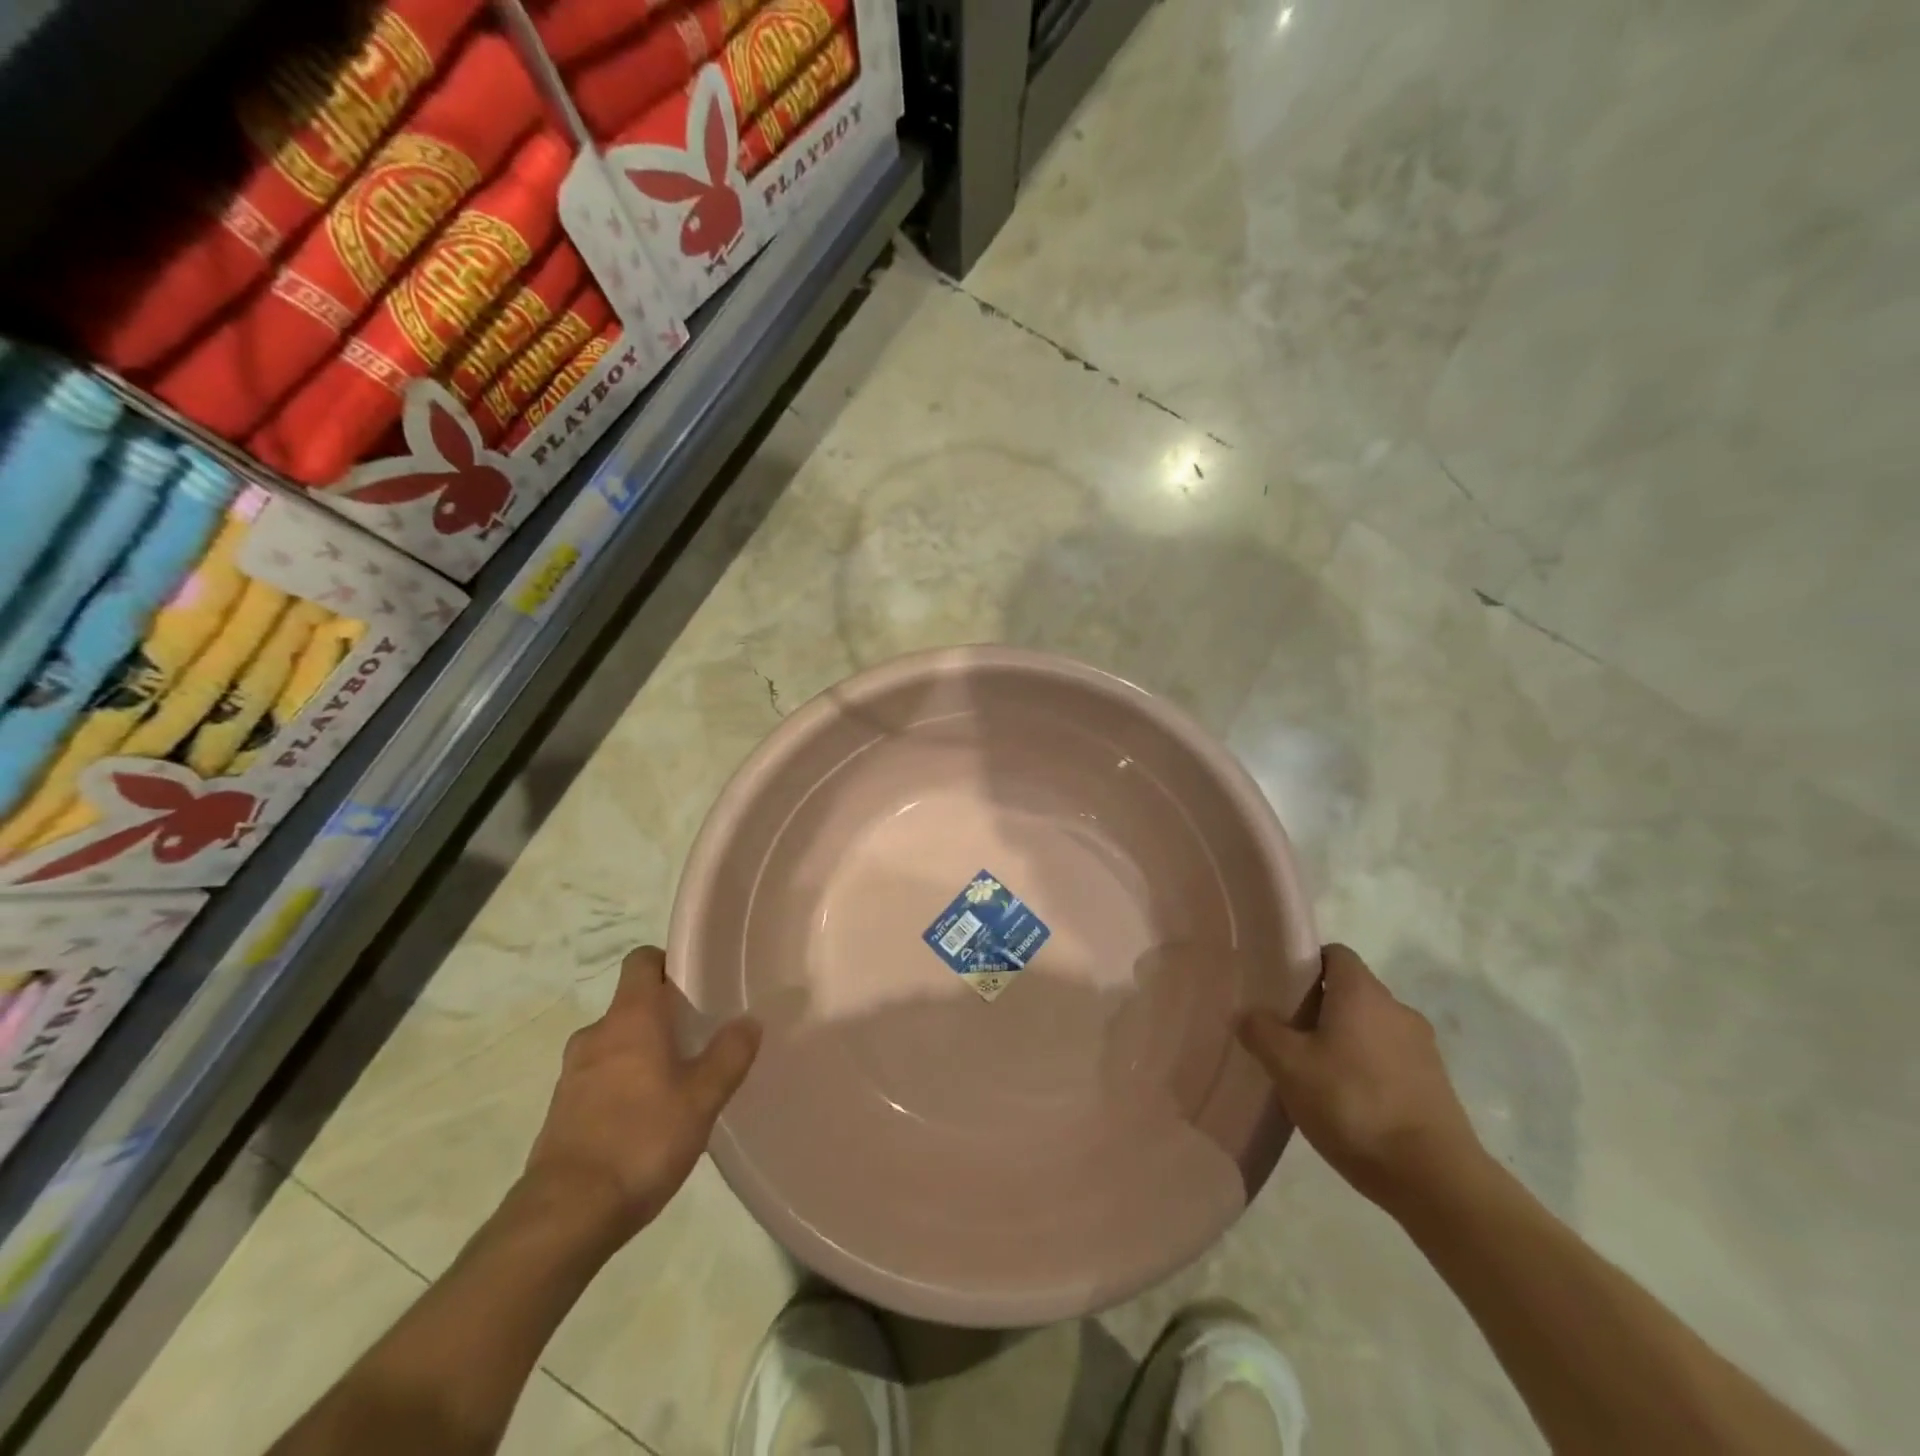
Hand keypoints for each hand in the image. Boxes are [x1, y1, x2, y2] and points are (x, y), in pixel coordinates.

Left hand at [524, 946, 759, 1249]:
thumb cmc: (641, 1141)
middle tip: (699, 1036)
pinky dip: (622, 1083)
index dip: (669, 963)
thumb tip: (749, 1020)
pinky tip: (646, 1118)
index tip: (696, 983)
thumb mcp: (701, 1099)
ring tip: (677, 1081)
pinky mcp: (561, 1110)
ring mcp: (572, 1074)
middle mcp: (596, 1035)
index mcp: (630, 1018)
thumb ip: (729, 1055)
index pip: (642, 961)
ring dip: (642, 1051)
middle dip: (663, 1014)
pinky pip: (599, 1078)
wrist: (565, 1217)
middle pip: (631, 1004)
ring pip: (615, 1043)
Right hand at [1238, 944, 1484, 1213]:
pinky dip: (1367, 1071)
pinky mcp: (1435, 1086)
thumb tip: (1247, 1014)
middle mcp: (1397, 1009)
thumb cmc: (1353, 1104)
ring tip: (1315, 1075)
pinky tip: (1347, 1104)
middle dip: (1319, 1007)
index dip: (1305, 964)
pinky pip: (1390, 1061)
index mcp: (1362, 992)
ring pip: (1371, 1029)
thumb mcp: (1288, 1066)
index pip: (1334, 954)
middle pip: (1351, 992)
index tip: (1281, 989)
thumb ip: (1261, 1031)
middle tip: (1288, 1035)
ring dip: (1344, 1042)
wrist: (1434, 1179)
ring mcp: (1422, 1049)